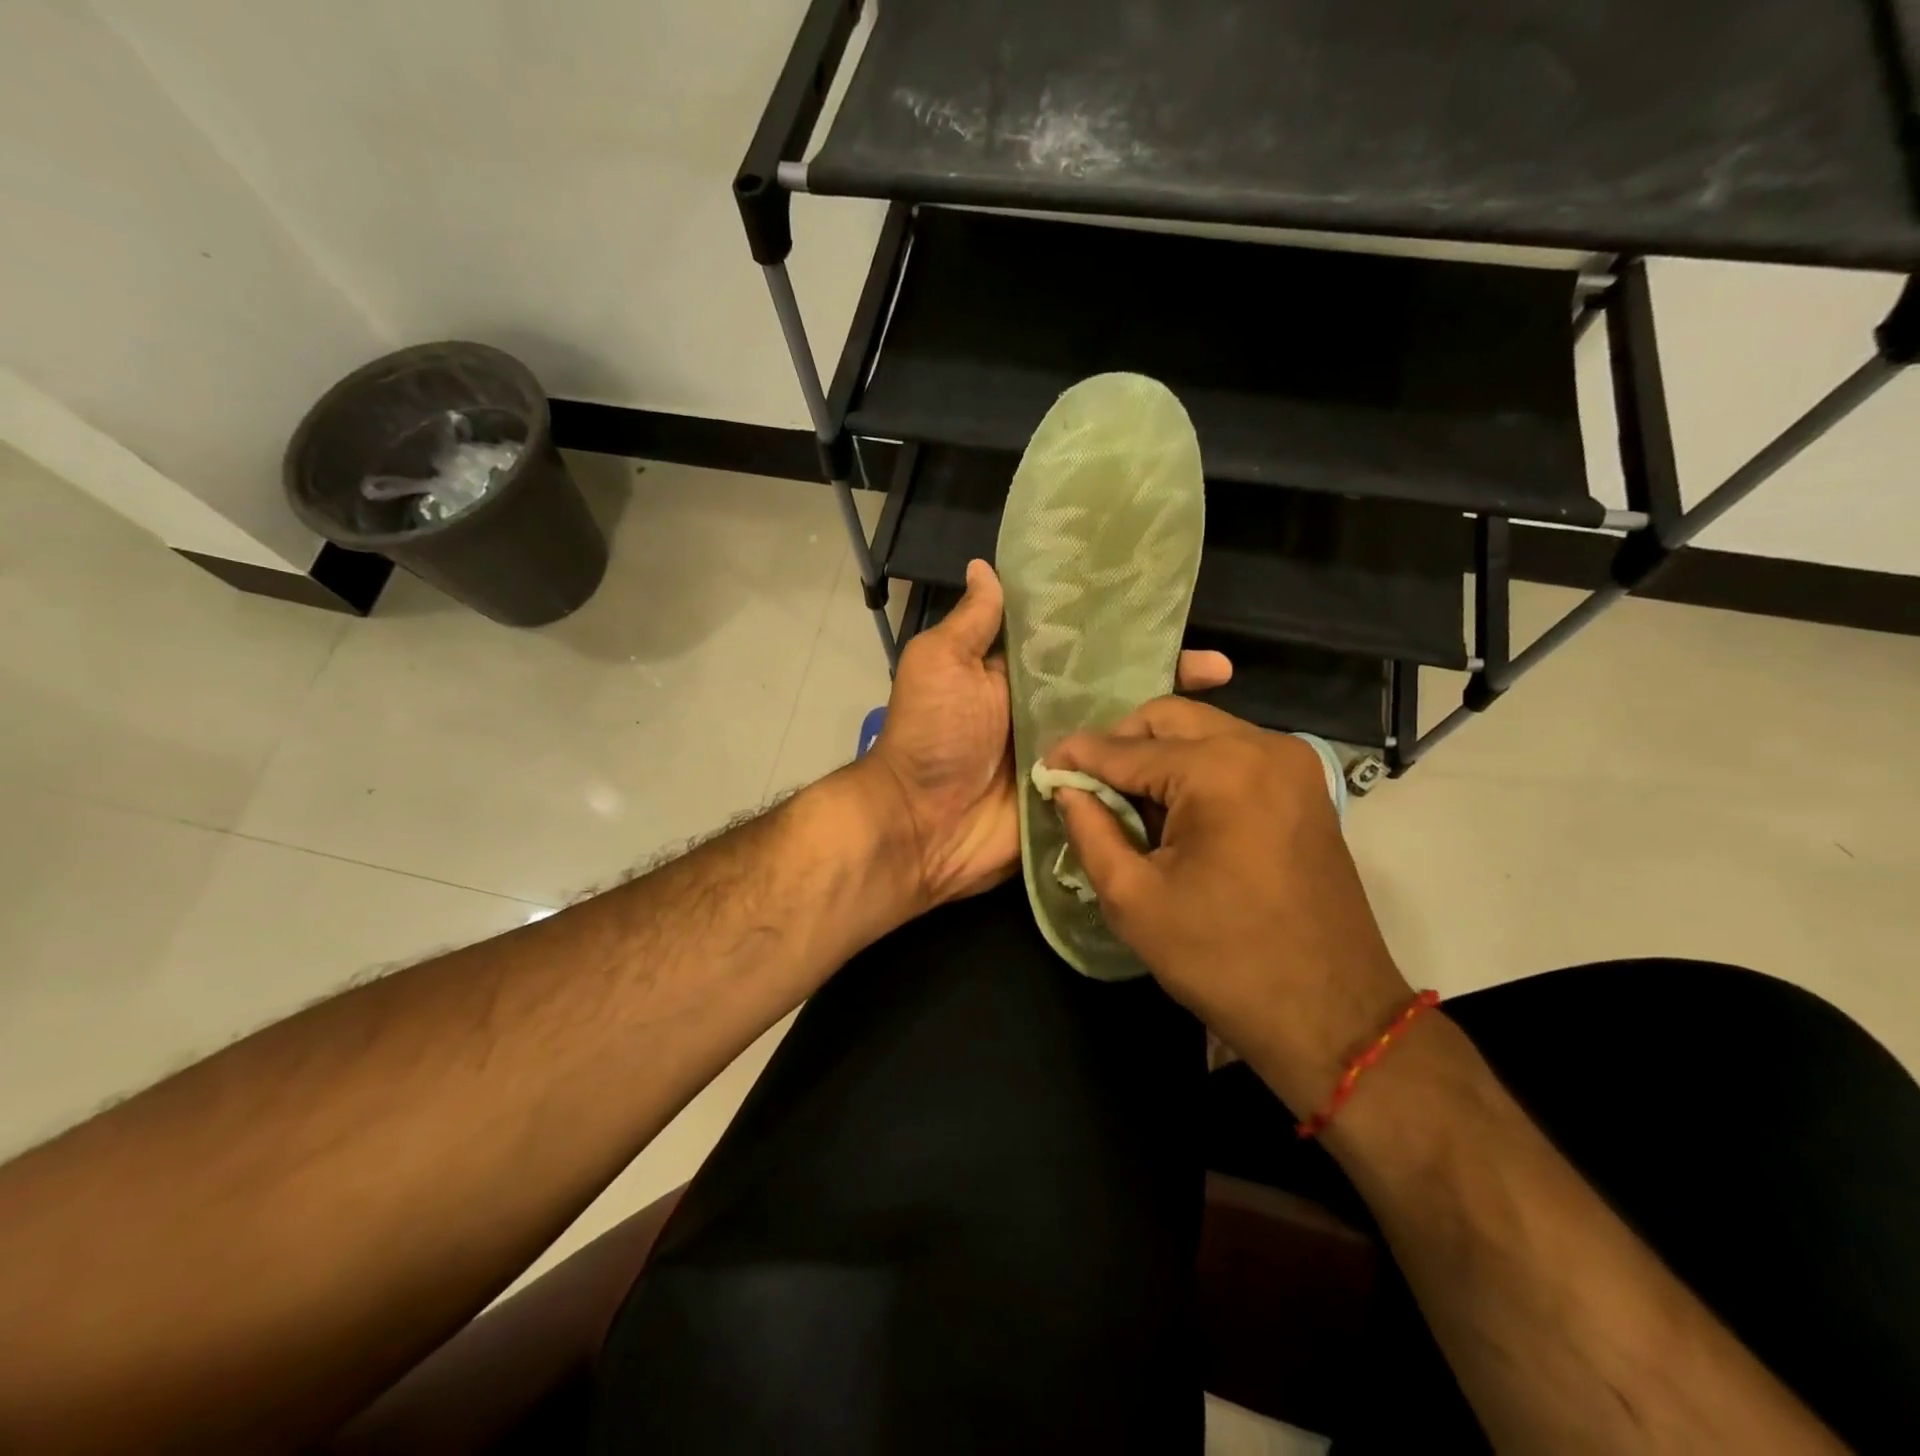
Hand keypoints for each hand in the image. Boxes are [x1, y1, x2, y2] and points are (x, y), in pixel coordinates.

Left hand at [861, 561, 1232, 908]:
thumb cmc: (930, 737)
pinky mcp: (1077, 796)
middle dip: (1163, 673)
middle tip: (1218, 667)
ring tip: (1223, 709)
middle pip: (1114, 685)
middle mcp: (1048, 710)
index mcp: (1019, 673)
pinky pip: (1119, 780)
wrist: (921, 828)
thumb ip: (972, 622)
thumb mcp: (940, 664)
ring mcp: (1067, 755)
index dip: (1119, 626)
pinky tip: (1201, 762)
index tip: (1167, 608)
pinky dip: (1153, 772)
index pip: (1080, 641)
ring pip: (1125, 732)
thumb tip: (987, 565)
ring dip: (1168, 721)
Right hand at [1044, 697, 1412, 1113]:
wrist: (1330, 1013)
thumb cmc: (1222, 959)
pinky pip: (1233, 752)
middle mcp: (1261, 746)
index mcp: (1219, 770)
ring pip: (1202, 731)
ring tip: (1127, 802)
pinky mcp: (1304, 784)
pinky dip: (1194, 767)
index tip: (1044, 765)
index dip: (1078, 755)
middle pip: (1169, 719)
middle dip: (1120, 744)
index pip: (1127, 748)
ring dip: (1157, 755)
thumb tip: (1066, 788)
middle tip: (1088, 784)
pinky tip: (1174, 810)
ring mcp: (1292, 762)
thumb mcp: (1134, 899)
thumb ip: (1090, 830)